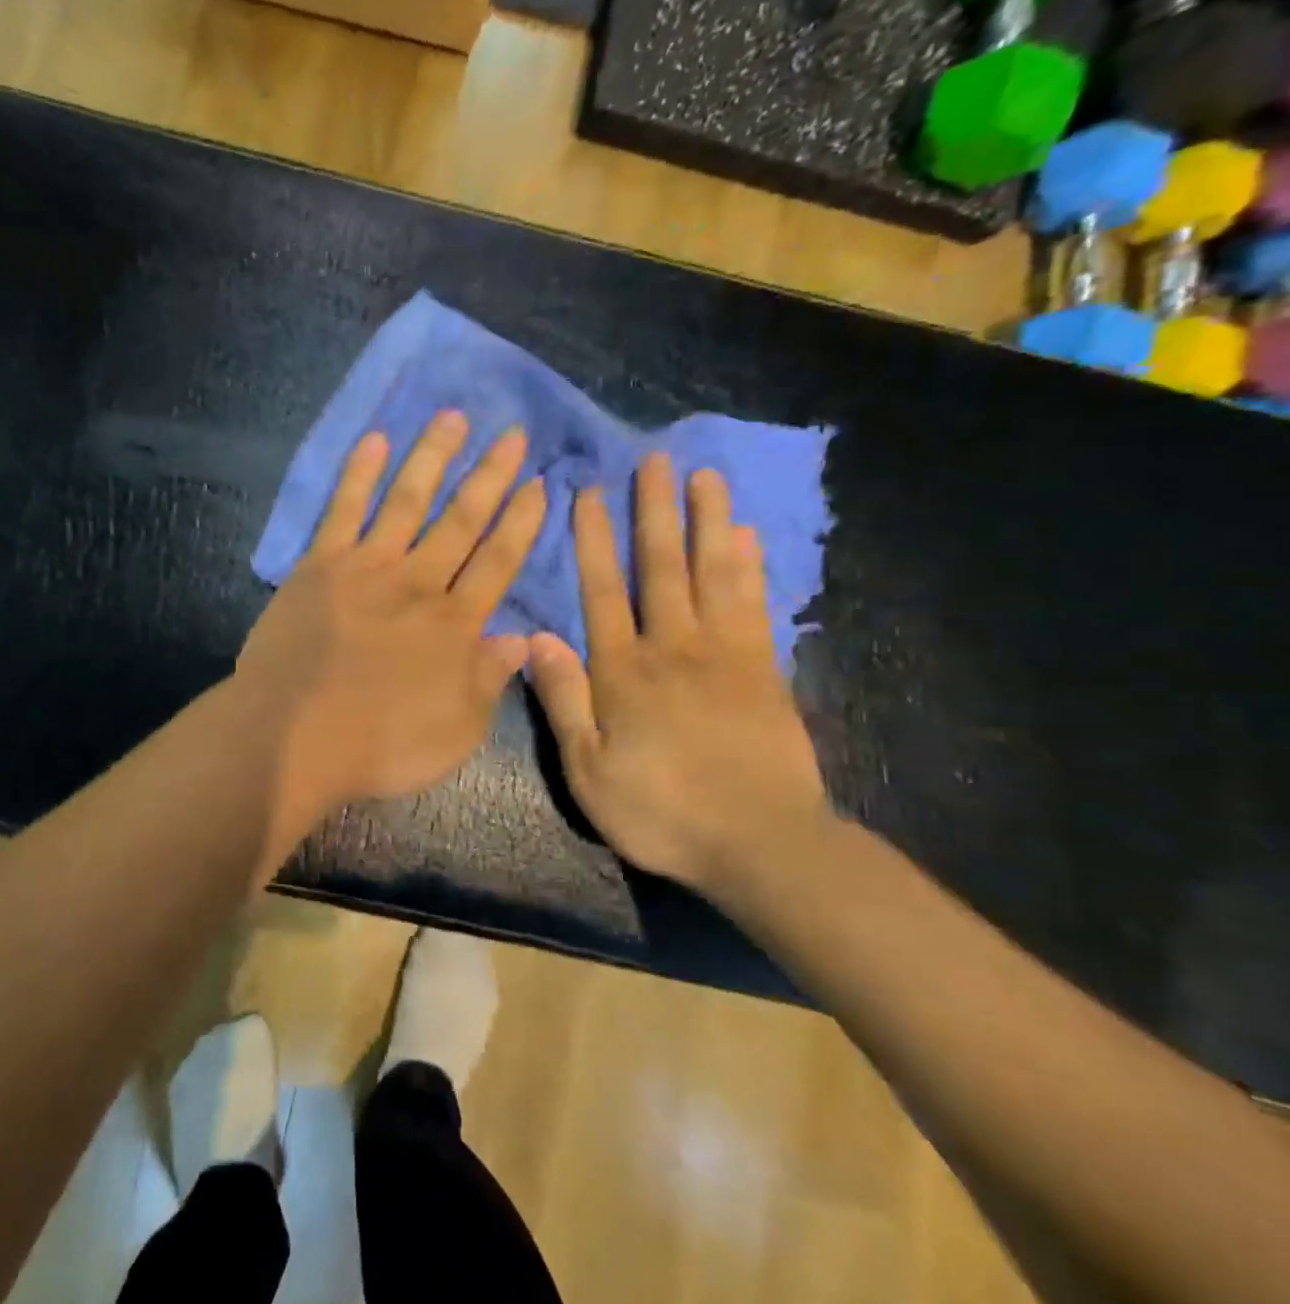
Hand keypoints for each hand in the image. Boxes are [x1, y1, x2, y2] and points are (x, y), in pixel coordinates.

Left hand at [237, 411, 545, 822]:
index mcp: (454, 625)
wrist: (293, 737)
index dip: (522, 523)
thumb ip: (489, 679)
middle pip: (461, 522)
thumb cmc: (379, 745)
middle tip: (514, 434)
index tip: (541, 484)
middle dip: (490, 477)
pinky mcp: (319, 566)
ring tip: (453, 417)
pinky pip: (342, 511)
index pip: (498, 562)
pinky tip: (374, 440)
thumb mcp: (457, 731)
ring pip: (407, 501)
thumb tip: (521, 637)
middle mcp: (417, 584)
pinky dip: (358, 474)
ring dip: (432, 458)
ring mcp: (366, 569)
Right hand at [528, 453, 828, 895]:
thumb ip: (564, 701)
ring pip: (714, 575)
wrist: (760, 844)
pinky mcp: (765, 672)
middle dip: (655, 512)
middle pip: (662, 568)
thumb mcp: (589, 771)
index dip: (594, 541)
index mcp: (624, 672)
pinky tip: (747, 536)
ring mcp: (726, 656)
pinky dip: (750, 567)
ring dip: (707, 522)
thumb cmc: (661, 811)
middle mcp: (673, 648)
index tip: (591, 493)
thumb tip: (537, 638)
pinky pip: (755, 606)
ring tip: (705, 476)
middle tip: (655, 459)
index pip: (603, 592)